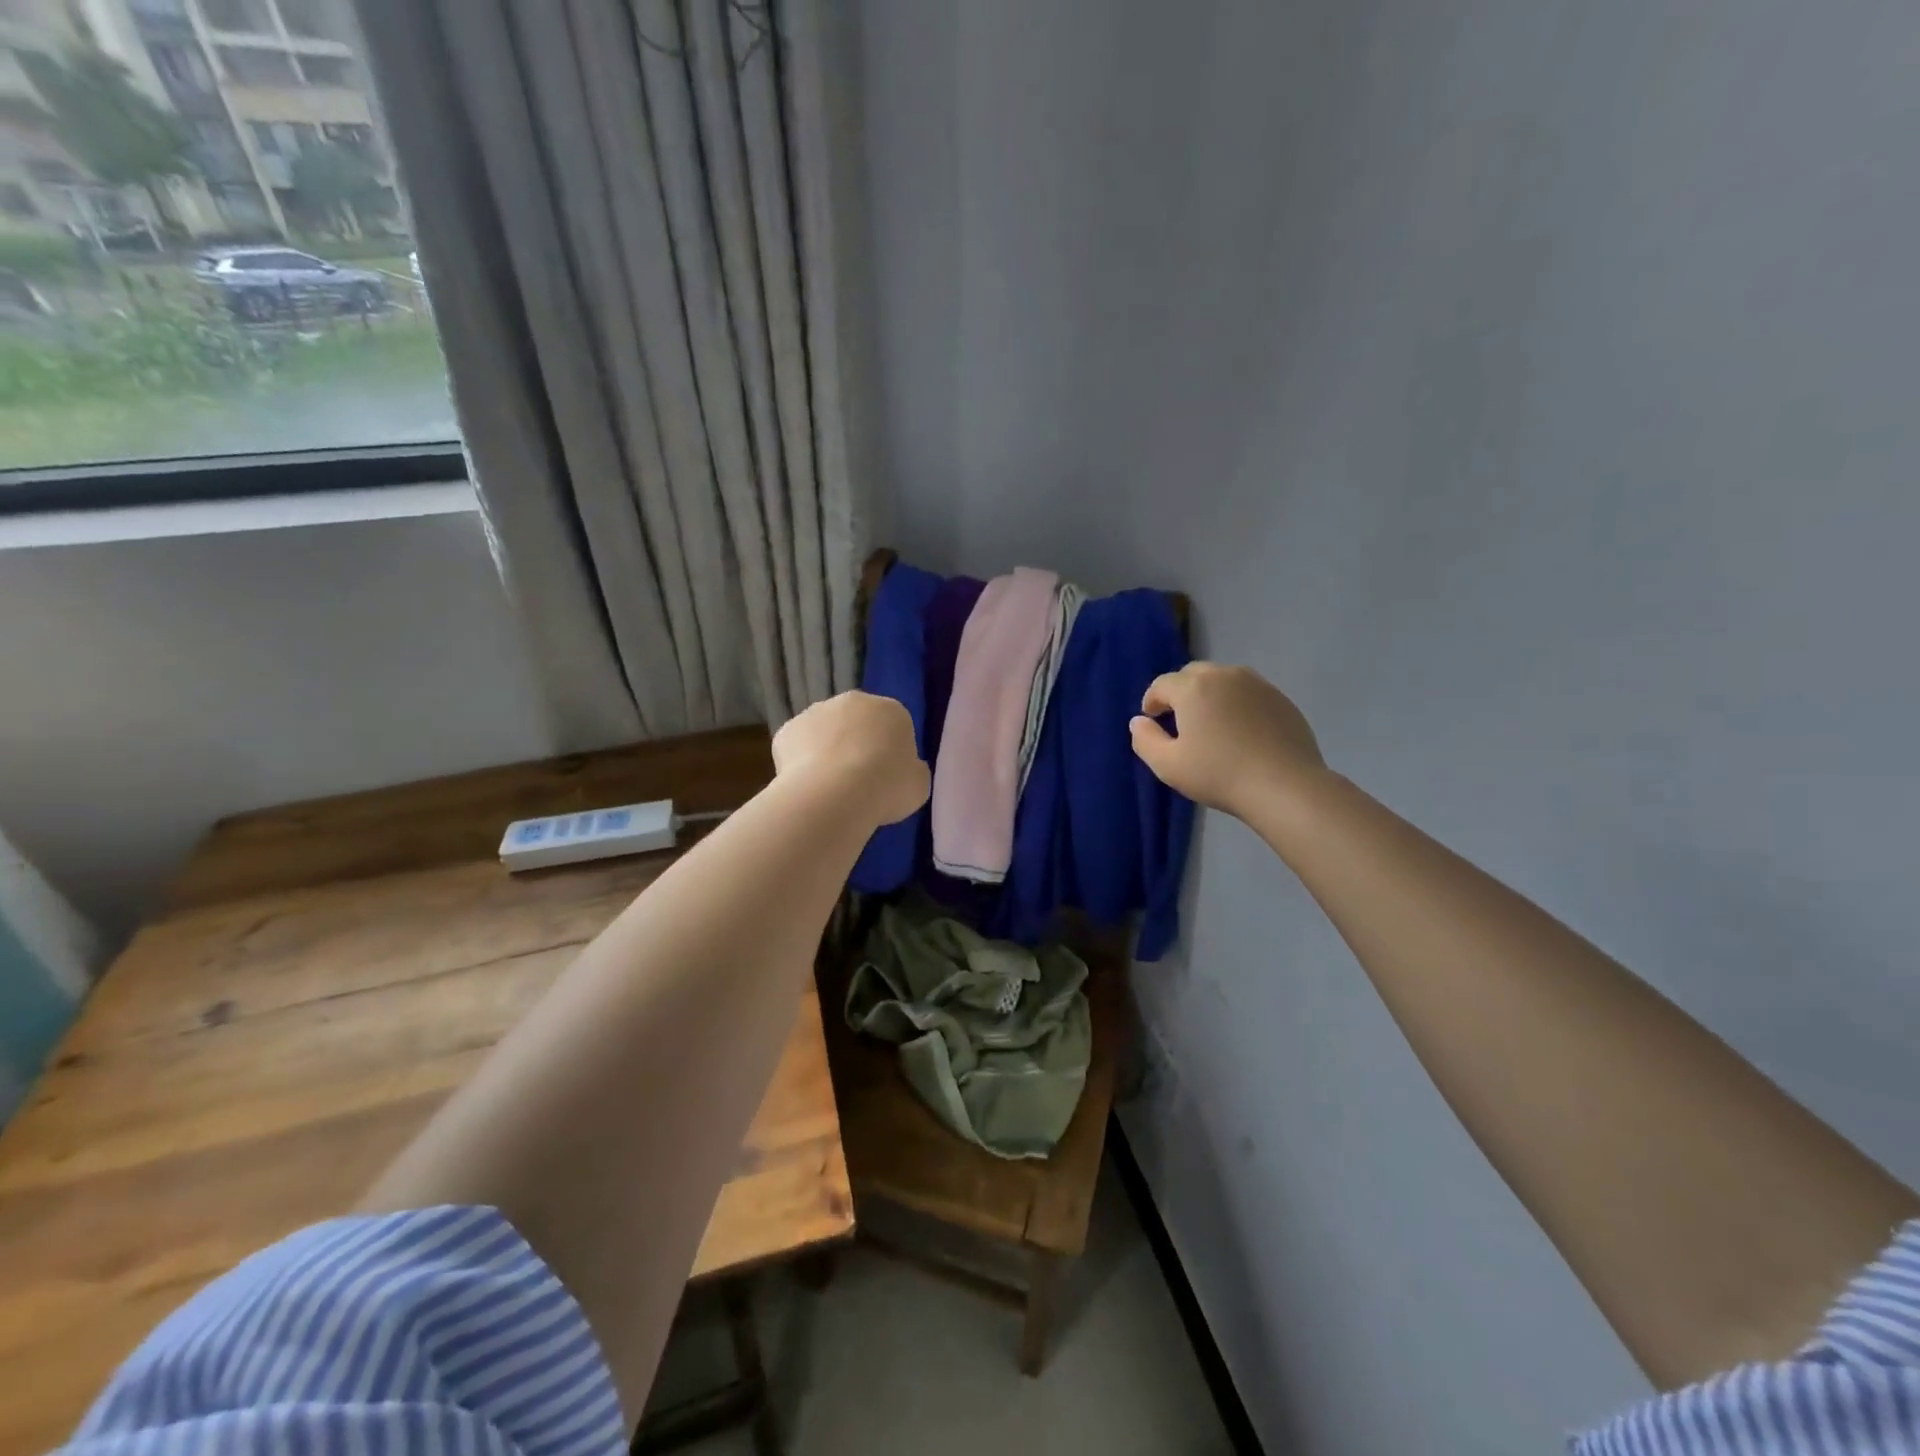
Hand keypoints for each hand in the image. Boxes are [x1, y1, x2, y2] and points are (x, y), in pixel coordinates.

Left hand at [772, 691, 929, 826]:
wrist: (834, 794)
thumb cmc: (887, 787)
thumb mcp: (918, 784)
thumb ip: (912, 771)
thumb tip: (905, 769)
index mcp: (892, 710)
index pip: (894, 726)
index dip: (890, 752)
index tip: (887, 777)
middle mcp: (853, 701)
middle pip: (857, 722)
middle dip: (856, 744)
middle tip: (858, 781)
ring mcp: (816, 712)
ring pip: (825, 732)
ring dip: (827, 751)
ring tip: (830, 788)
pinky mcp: (787, 729)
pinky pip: (797, 747)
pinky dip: (801, 763)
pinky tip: (807, 787)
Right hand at [1129, 663, 1326, 817]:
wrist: (1284, 785)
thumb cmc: (1218, 774)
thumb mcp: (1168, 765)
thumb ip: (1145, 739)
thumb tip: (1138, 721)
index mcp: (1193, 688)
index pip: (1162, 684)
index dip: (1152, 700)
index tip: (1151, 719)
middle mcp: (1224, 675)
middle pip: (1193, 674)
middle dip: (1180, 692)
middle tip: (1178, 719)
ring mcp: (1257, 684)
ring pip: (1222, 679)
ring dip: (1209, 694)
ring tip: (1210, 722)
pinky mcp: (1280, 698)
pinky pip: (1248, 692)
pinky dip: (1236, 703)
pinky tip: (1239, 730)